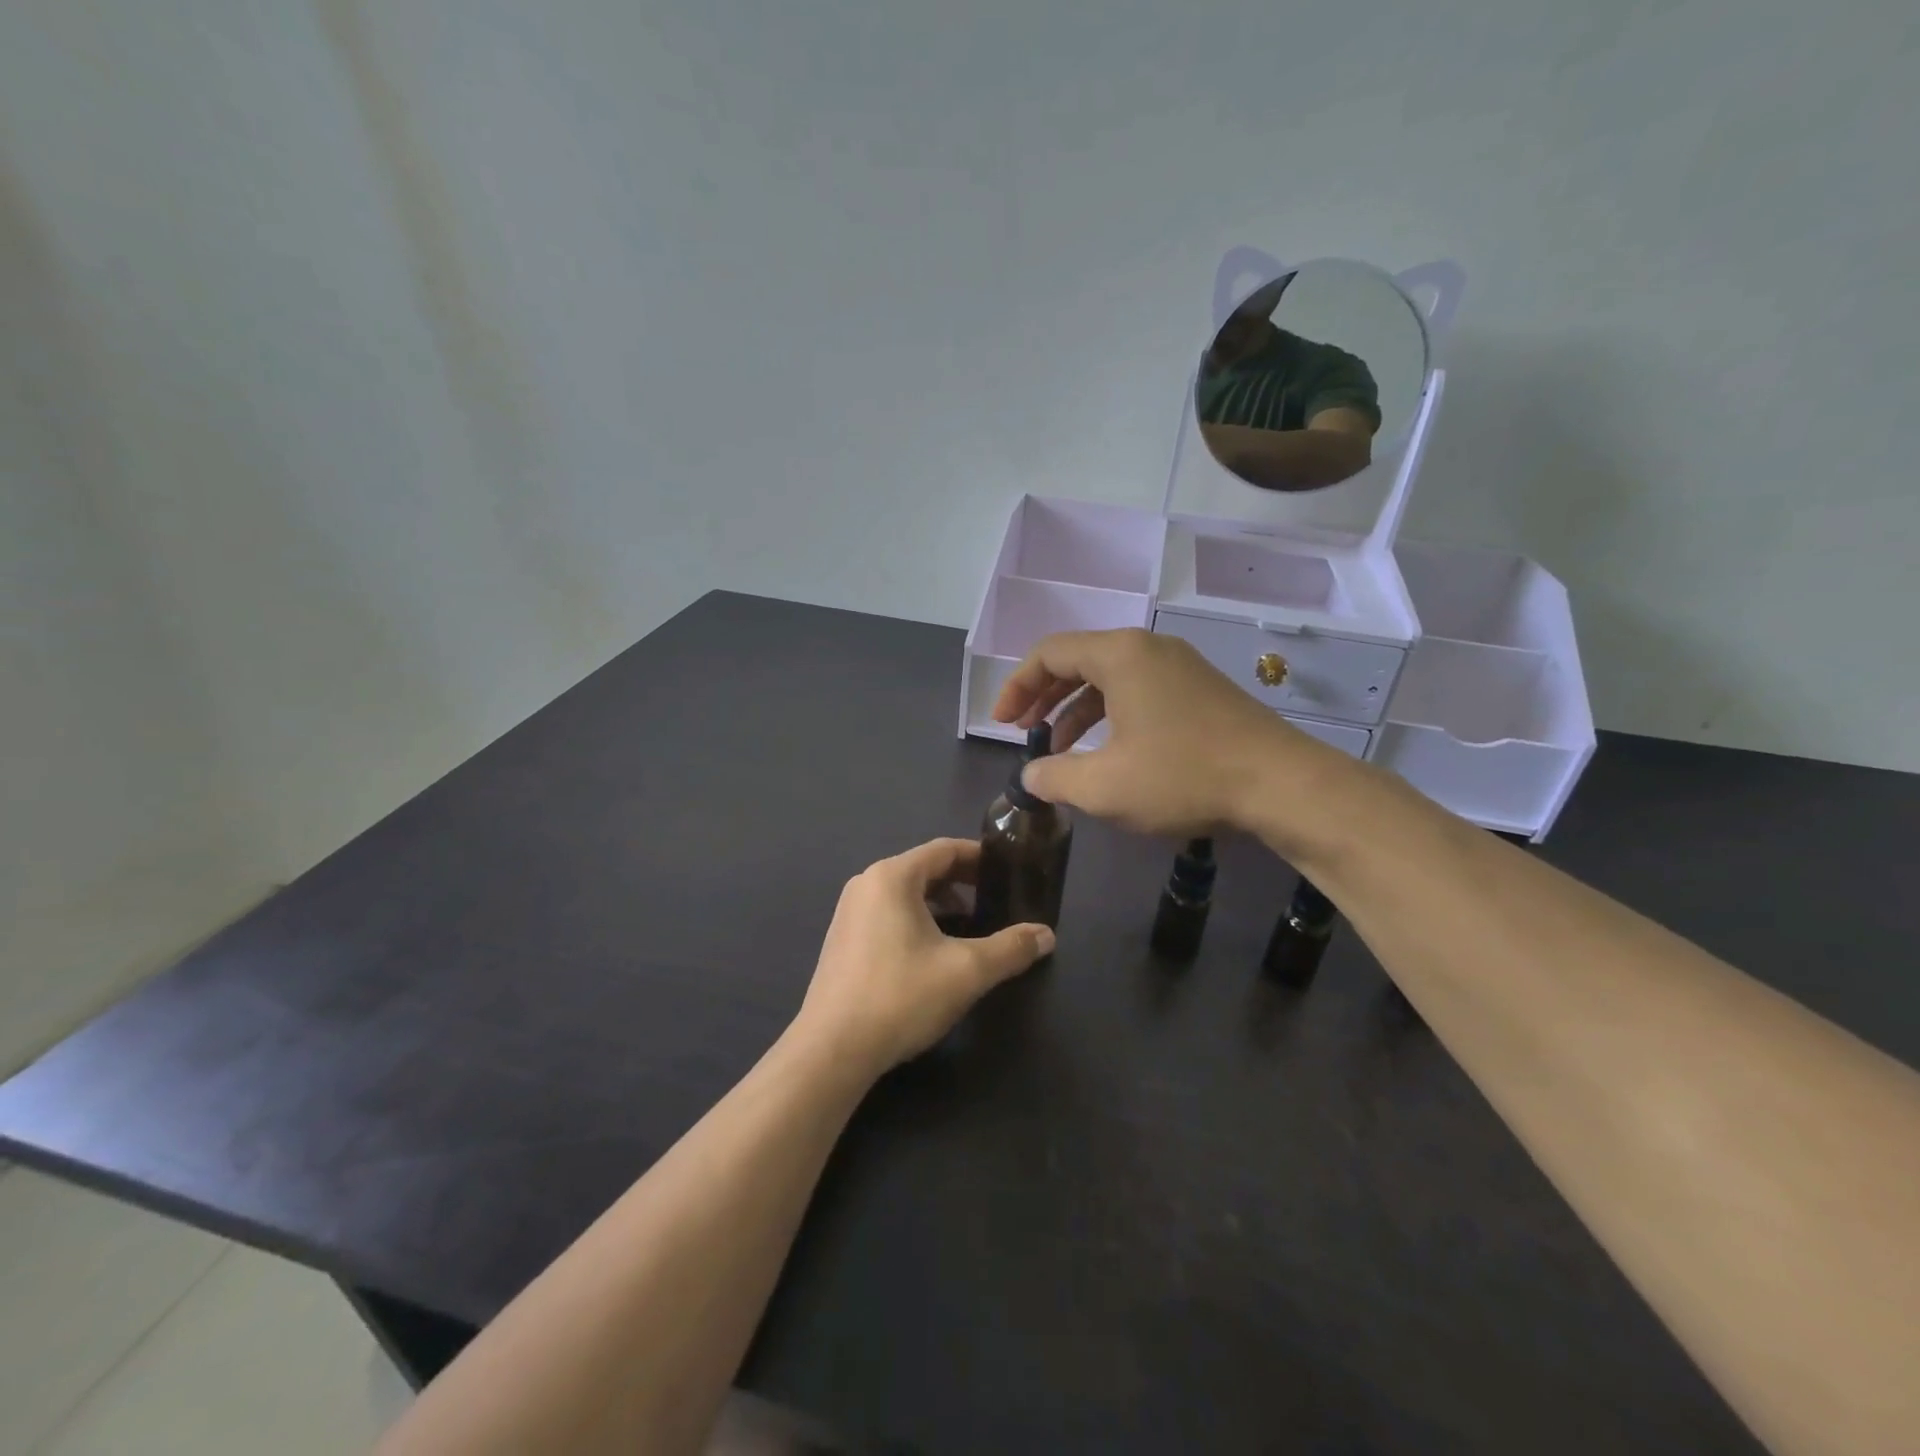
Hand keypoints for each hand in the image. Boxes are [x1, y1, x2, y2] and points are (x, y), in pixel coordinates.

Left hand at [795, 838, 1053, 1075]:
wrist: (832, 1049)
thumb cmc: (901, 996)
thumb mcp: (967, 971)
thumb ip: (1011, 949)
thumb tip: (1046, 935)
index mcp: (892, 876)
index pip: (945, 850)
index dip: (980, 857)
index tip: (1008, 870)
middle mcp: (866, 884)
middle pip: (924, 869)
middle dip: (963, 883)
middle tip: (997, 901)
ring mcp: (849, 912)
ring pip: (905, 894)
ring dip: (940, 905)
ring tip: (971, 929)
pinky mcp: (842, 940)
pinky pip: (888, 914)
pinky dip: (916, 921)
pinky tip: (934, 953)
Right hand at [992, 628, 1346, 840]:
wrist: (1281, 785)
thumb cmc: (1184, 777)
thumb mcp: (1104, 786)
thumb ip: (1054, 777)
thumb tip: (1030, 776)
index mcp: (1120, 655)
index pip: (1049, 653)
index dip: (1017, 686)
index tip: (1002, 723)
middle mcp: (1148, 648)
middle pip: (1078, 659)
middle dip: (1043, 696)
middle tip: (1023, 731)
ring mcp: (1179, 666)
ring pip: (1109, 677)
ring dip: (1076, 709)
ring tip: (1058, 747)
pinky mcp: (1200, 690)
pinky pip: (1138, 690)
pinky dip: (1110, 713)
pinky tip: (1107, 751)